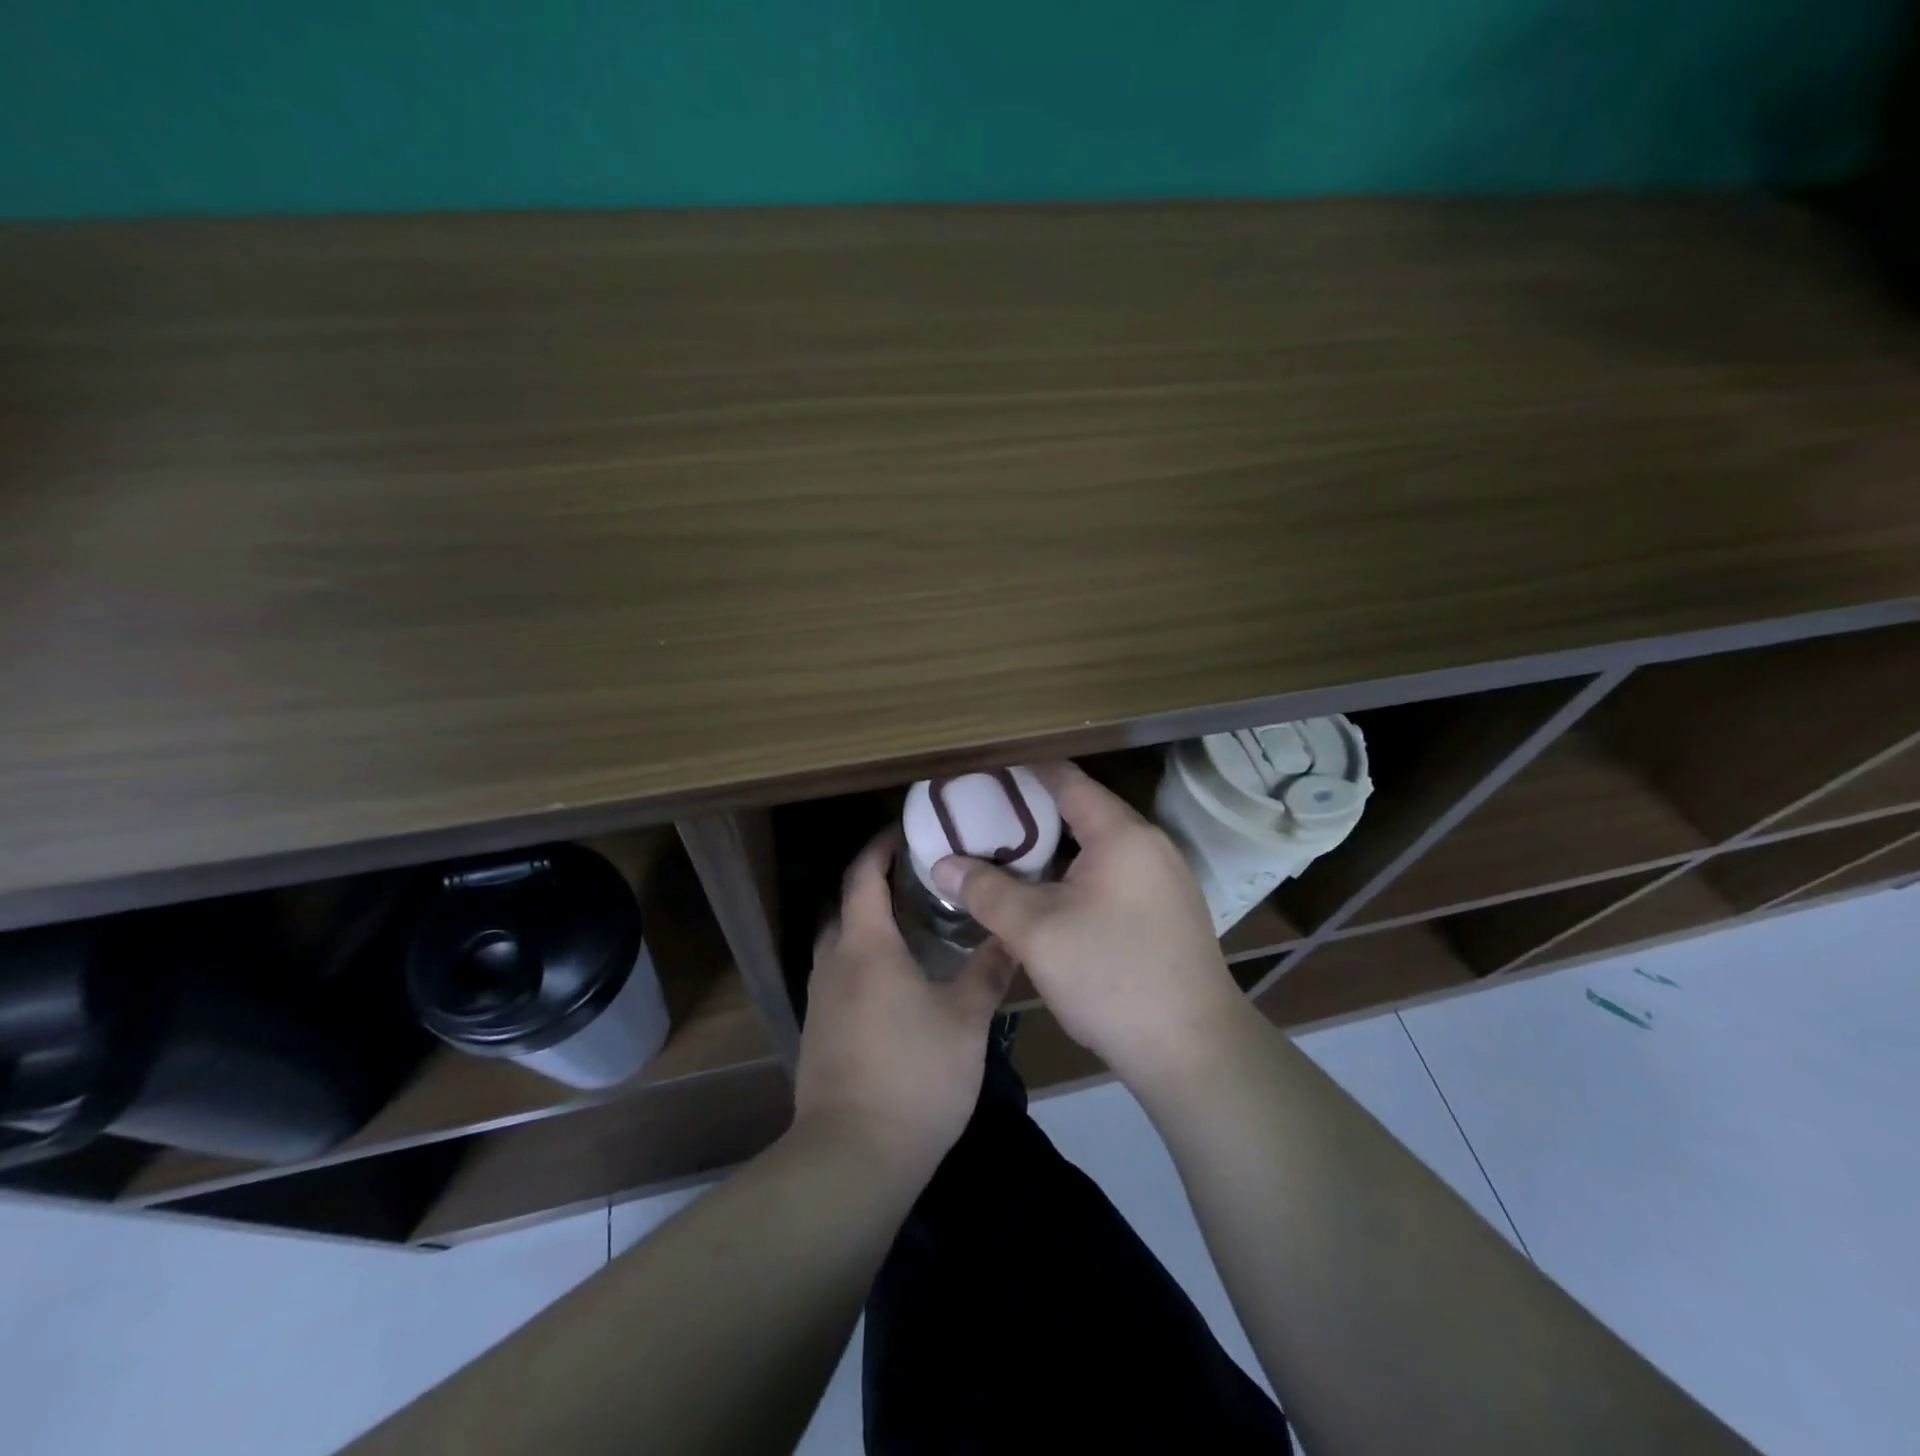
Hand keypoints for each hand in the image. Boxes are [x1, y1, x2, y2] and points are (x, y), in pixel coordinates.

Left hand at [793, 829, 1014, 1187]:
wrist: (852, 1157)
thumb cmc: (914, 1076)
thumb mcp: (965, 1020)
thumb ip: (988, 971)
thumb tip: (1012, 935)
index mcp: (866, 947)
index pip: (863, 877)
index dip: (880, 847)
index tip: (905, 830)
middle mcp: (834, 964)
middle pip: (847, 906)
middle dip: (875, 884)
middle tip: (920, 878)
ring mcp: (820, 1000)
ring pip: (841, 944)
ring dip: (868, 925)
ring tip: (913, 925)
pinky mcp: (818, 1033)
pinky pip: (840, 976)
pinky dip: (863, 961)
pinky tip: (897, 982)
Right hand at [930, 761, 1250, 1089]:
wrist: (1193, 1051)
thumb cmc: (1110, 977)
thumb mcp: (1036, 932)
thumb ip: (987, 891)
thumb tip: (942, 865)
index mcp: (1121, 834)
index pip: (1066, 780)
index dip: (1022, 770)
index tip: (982, 769)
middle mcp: (1149, 845)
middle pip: (1083, 810)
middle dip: (1031, 811)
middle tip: (982, 816)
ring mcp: (1163, 879)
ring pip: (1098, 846)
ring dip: (1054, 847)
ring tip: (1006, 853)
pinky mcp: (1166, 911)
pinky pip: (1113, 873)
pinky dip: (1076, 872)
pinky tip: (1047, 895)